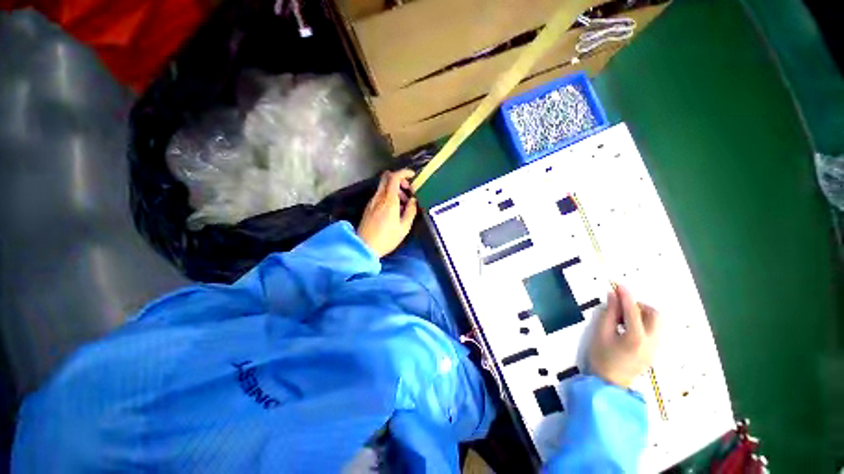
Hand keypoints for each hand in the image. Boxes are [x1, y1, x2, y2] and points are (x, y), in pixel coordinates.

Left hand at [357, 169, 417, 257]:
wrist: (365, 247)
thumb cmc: (387, 238)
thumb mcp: (404, 227)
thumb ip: (411, 211)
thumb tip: (414, 200)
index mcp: (389, 200)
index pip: (394, 177)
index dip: (404, 173)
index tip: (413, 176)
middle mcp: (379, 197)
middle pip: (387, 178)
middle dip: (400, 180)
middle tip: (408, 191)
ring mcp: (372, 201)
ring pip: (384, 187)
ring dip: (395, 190)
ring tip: (404, 205)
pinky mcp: (369, 207)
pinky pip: (380, 195)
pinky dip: (389, 196)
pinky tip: (394, 210)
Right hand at [589, 284, 659, 388]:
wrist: (609, 384)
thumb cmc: (601, 357)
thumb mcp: (600, 333)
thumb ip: (609, 313)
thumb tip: (613, 295)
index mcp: (636, 338)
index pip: (634, 311)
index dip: (626, 296)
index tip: (619, 284)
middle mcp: (652, 342)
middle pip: (655, 315)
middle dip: (639, 305)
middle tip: (621, 306)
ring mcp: (656, 348)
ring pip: (657, 323)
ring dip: (642, 314)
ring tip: (623, 318)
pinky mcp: (654, 351)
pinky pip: (654, 330)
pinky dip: (643, 323)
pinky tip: (628, 327)